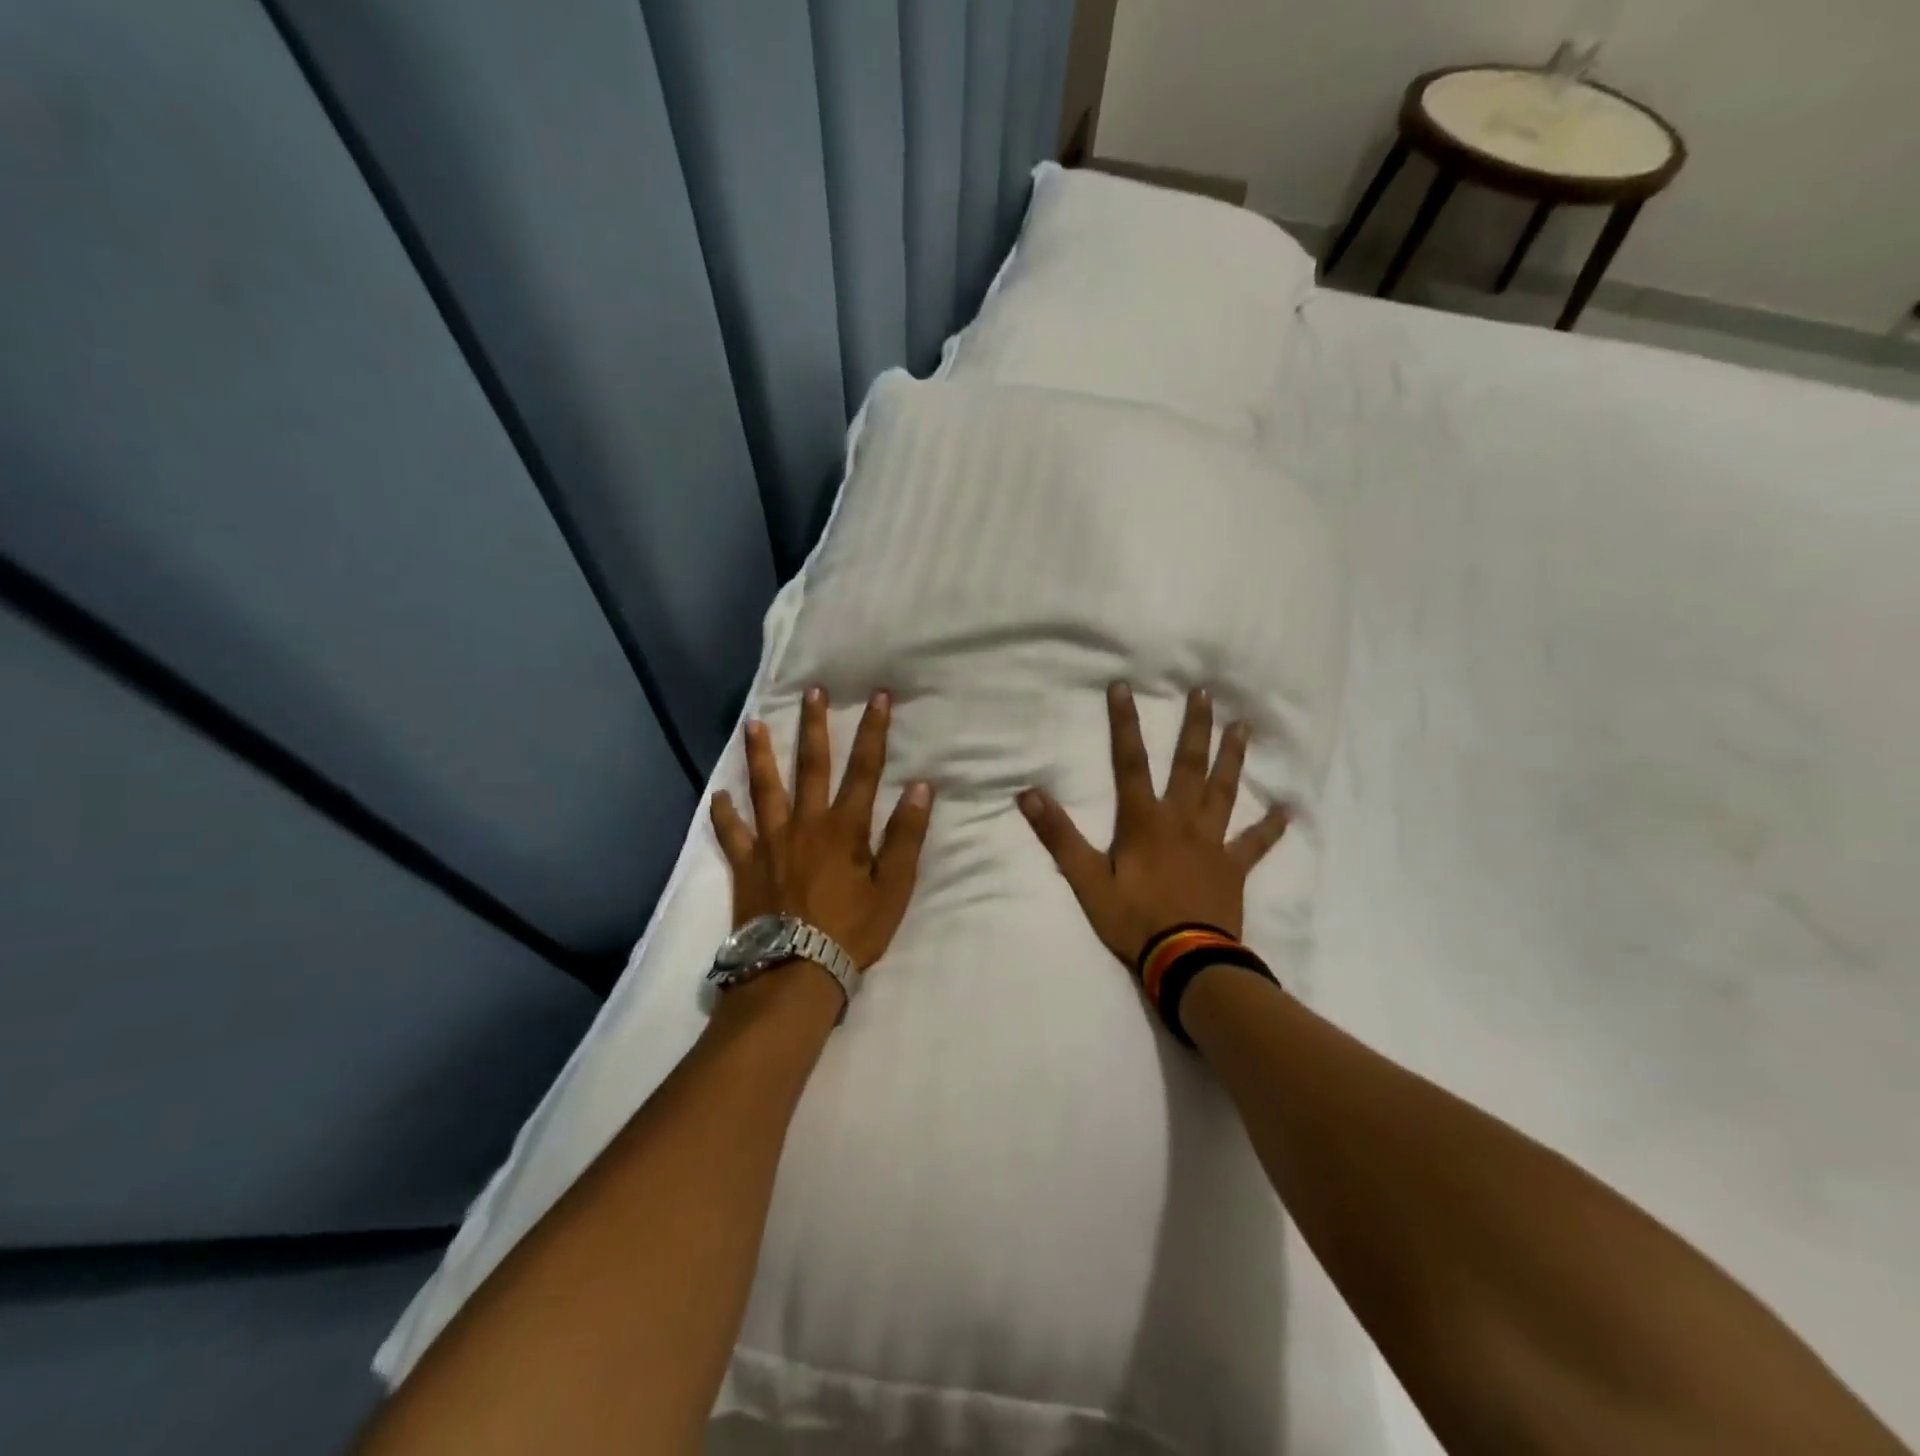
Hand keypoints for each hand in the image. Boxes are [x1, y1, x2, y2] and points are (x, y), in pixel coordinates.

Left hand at [710, 687, 933, 970]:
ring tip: (752, 724)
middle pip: (811, 766)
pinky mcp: (747, 866)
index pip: (865, 769)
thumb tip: (920, 787)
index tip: (878, 697)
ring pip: (765, 789)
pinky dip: (724, 814)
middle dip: (814, 726)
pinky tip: (718, 796)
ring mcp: (771, 843)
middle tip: (812, 692)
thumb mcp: (894, 887)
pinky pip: (732, 834)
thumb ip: (906, 836)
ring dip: (760, 755)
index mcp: (844, 828)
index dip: (873, 731)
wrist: (797, 972)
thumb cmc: (852, 931)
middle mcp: (806, 824)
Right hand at [1018, 683, 1290, 967]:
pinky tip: (1287, 810)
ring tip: (1243, 726)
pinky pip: (1256, 843)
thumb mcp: (1087, 880)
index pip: (1130, 763)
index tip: (1124, 687)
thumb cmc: (1133, 919)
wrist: (1186, 960)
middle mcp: (1182, 821)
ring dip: (1232, 758)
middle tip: (1205, 692)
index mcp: (1145, 821)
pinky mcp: (1233, 867)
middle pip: (1189, 766)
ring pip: (1224, 791)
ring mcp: (1212, 842)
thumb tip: (1029, 794)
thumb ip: (1060, 836)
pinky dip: (1271, 827)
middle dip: (1195, 728)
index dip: (1125, 724)